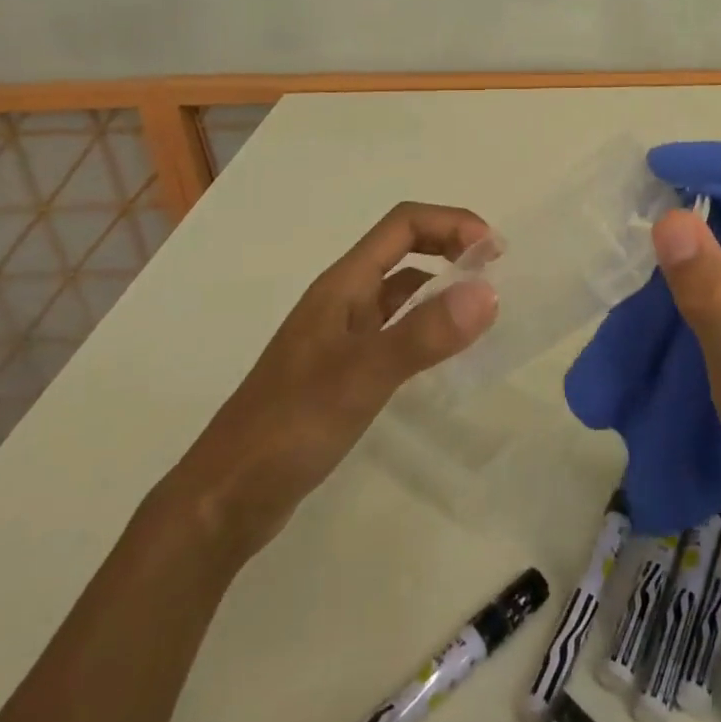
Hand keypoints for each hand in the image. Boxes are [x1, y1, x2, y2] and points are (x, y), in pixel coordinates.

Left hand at [163, 202, 497, 565]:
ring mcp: (341, 336)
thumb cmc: (289, 427)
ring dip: (441, 286)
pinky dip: (426, 326)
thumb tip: (488, 291)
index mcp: (342, 285)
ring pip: (400, 292)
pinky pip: (395, 330)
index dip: (451, 223)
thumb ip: (425, 334)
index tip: (494, 251)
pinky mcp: (342, 370)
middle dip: (450, 247)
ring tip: (481, 308)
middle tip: (495, 273)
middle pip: (403, 250)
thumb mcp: (362, 376)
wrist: (226, 498)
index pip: (403, 225)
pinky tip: (444, 353)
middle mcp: (342, 300)